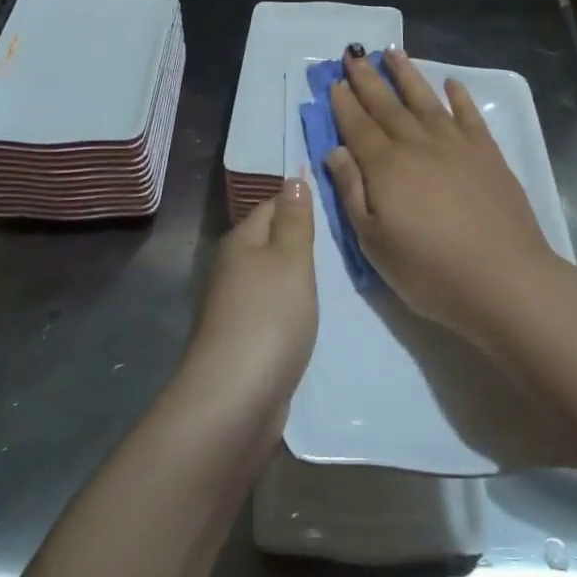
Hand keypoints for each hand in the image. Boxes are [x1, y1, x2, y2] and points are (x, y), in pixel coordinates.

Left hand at [184, 177, 316, 432]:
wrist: (235, 398)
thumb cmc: (269, 317)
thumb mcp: (290, 259)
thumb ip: (294, 220)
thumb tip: (292, 178)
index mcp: (240, 241)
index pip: (271, 205)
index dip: (300, 200)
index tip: (336, 201)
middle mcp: (232, 268)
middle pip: (269, 241)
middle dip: (301, 238)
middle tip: (344, 237)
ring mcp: (235, 307)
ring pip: (271, 277)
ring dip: (297, 275)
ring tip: (336, 273)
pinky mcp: (243, 340)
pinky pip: (272, 309)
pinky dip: (291, 306)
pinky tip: (311, 313)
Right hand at [325, 49, 575, 355]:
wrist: (504, 278)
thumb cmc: (429, 270)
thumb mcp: (374, 242)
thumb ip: (352, 191)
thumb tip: (335, 150)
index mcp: (386, 166)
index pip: (358, 126)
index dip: (344, 103)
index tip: (334, 81)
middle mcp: (418, 144)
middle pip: (387, 105)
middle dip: (368, 79)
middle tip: (353, 55)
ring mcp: (456, 144)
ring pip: (425, 99)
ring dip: (407, 75)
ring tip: (393, 52)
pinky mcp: (487, 153)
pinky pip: (468, 115)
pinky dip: (459, 96)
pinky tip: (451, 83)